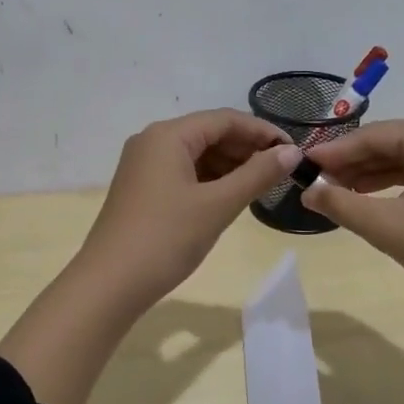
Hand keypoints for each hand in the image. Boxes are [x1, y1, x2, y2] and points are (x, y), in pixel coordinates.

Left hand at [76, 109, 300, 309]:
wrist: (109, 284)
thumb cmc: (166, 238)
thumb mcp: (218, 205)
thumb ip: (257, 175)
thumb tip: (291, 152)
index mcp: (168, 135)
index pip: (224, 119)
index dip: (262, 132)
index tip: (294, 152)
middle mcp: (152, 141)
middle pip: (209, 133)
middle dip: (246, 148)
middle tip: (282, 171)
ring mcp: (143, 166)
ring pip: (197, 154)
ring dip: (230, 165)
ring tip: (262, 185)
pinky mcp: (142, 189)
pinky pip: (183, 172)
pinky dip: (210, 180)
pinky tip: (231, 196)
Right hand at [301, 119, 403, 334]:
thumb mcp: (388, 228)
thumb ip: (341, 203)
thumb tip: (307, 191)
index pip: (376, 136)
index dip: (336, 151)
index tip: (302, 163)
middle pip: (394, 143)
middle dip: (354, 164)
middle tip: (316, 181)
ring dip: (374, 174)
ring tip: (335, 191)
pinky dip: (399, 183)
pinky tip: (370, 197)